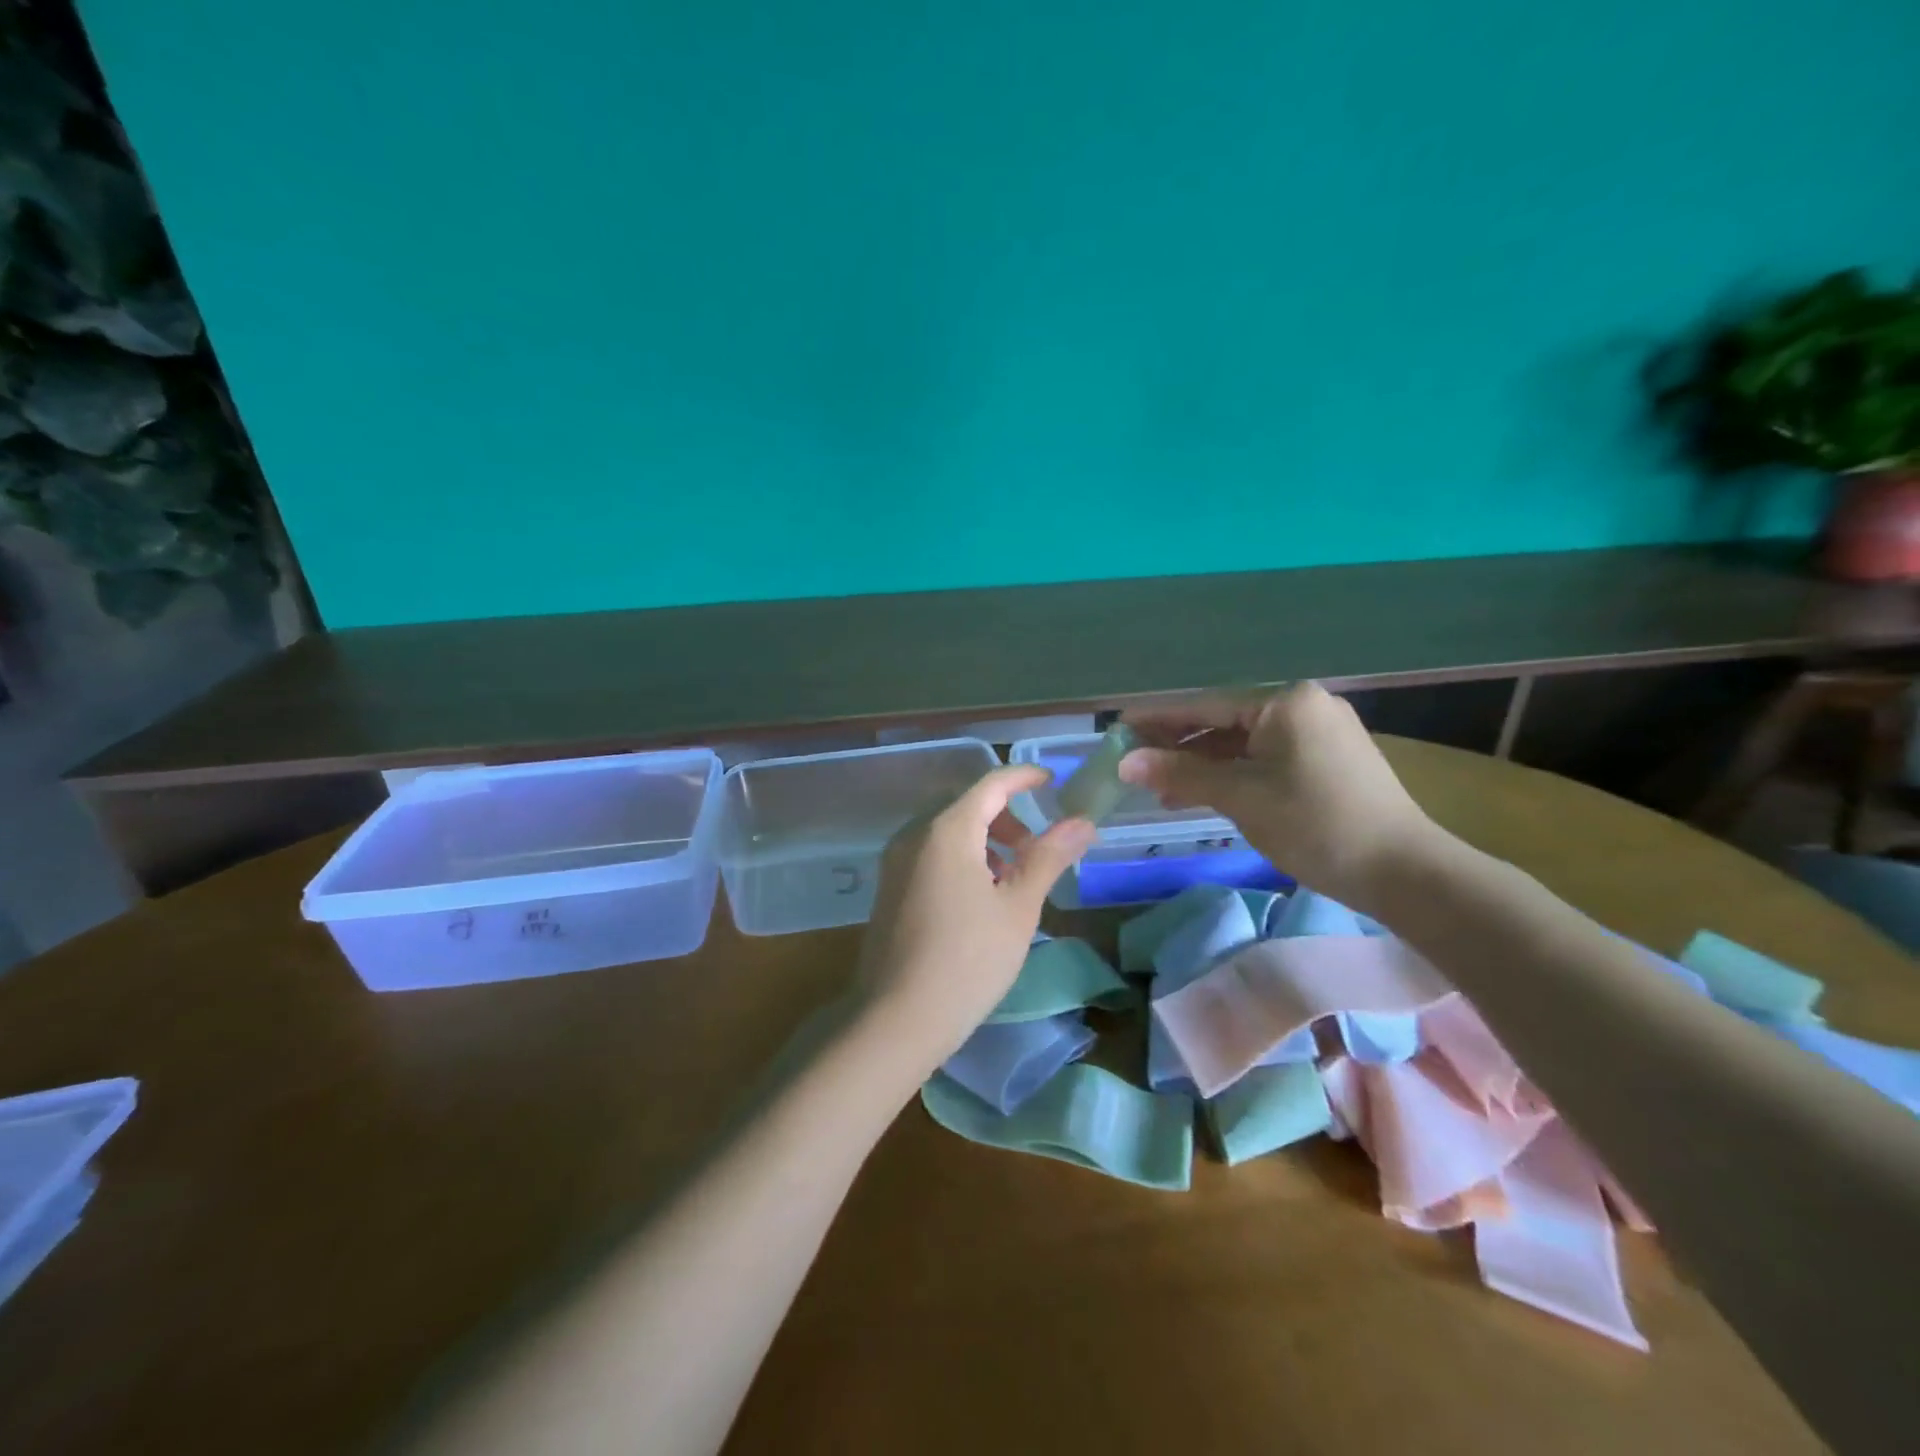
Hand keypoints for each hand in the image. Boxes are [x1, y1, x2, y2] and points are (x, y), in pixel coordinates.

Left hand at [855, 765, 1096, 1068]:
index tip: (1052, 782)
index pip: (991, 784)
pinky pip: (930, 853)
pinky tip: (978, 897)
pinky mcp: (888, 887)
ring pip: (947, 830)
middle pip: (967, 805)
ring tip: (1011, 878)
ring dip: (984, 839)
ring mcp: (895, 861)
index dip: (1024, 777)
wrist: (896, 1019)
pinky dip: (960, 857)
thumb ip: (1048, 857)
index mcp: (946, 829)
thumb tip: (1082, 822)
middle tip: (1036, 848)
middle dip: (1006, 816)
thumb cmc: (968, 960)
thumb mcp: (1018, 907)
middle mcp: (914, 834)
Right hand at [1119, 683, 1444, 911]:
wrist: (1404, 872)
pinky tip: (1206, 794)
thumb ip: (1182, 774)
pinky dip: (1234, 776)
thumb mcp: (1241, 797)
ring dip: (1204, 766)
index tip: (1120, 728)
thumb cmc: (1316, 824)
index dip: (1158, 720)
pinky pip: (1266, 760)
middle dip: (1179, 747)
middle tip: (1135, 764)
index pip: (1206, 706)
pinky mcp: (1329, 761)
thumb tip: (1126, 762)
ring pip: (1245, 745)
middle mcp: (1304, 707)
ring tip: (1163, 790)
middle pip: (1224, 723)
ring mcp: (1320, 734)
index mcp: (1286, 702)